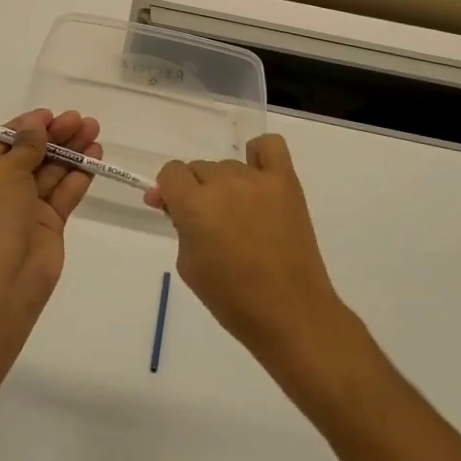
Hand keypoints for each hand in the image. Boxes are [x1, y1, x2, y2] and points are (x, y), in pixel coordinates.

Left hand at [0, 109, 100, 324]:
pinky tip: (95, 158)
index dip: (27, 127)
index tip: (51, 115)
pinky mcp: (48, 226)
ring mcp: (24, 210)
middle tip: (81, 120)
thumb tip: (35, 125)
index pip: (2, 143)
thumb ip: (25, 146)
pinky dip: (78, 176)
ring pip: (50, 173)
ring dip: (71, 152)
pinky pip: (63, 195)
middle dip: (55, 137)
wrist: (2, 280)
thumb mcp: (3, 172)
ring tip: (94, 132)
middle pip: (30, 156)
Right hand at [145, 134, 343, 363]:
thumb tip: (172, 202)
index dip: (169, 191)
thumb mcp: (188, 265)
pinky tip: (257, 178)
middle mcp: (224, 183)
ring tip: (239, 216)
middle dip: (196, 192)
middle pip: (199, 169)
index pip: (171, 173)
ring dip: (225, 186)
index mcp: (195, 205)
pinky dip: (258, 156)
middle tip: (209, 224)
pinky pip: (270, 146)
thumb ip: (179, 225)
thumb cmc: (232, 299)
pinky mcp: (286, 182)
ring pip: (228, 166)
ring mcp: (258, 180)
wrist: (290, 314)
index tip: (174, 211)